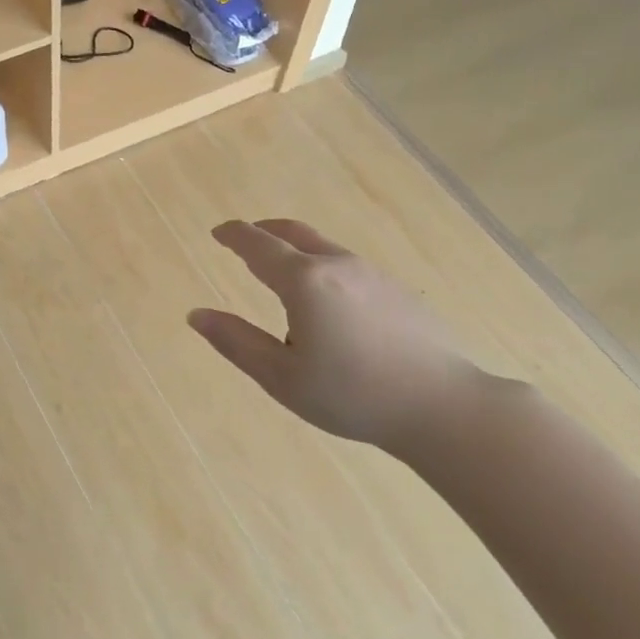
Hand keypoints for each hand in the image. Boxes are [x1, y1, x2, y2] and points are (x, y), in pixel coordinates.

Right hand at [188, 219, 489, 460]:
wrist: (443, 406)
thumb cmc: (352, 394)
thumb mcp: (281, 377)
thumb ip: (236, 342)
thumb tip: (196, 315)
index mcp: (305, 282)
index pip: (259, 246)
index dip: (235, 235)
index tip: (218, 232)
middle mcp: (338, 266)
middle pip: (294, 234)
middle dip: (265, 232)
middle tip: (245, 241)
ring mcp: (372, 275)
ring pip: (324, 250)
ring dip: (296, 253)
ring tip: (283, 284)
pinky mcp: (397, 291)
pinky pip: (347, 268)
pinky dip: (323, 270)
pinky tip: (329, 308)